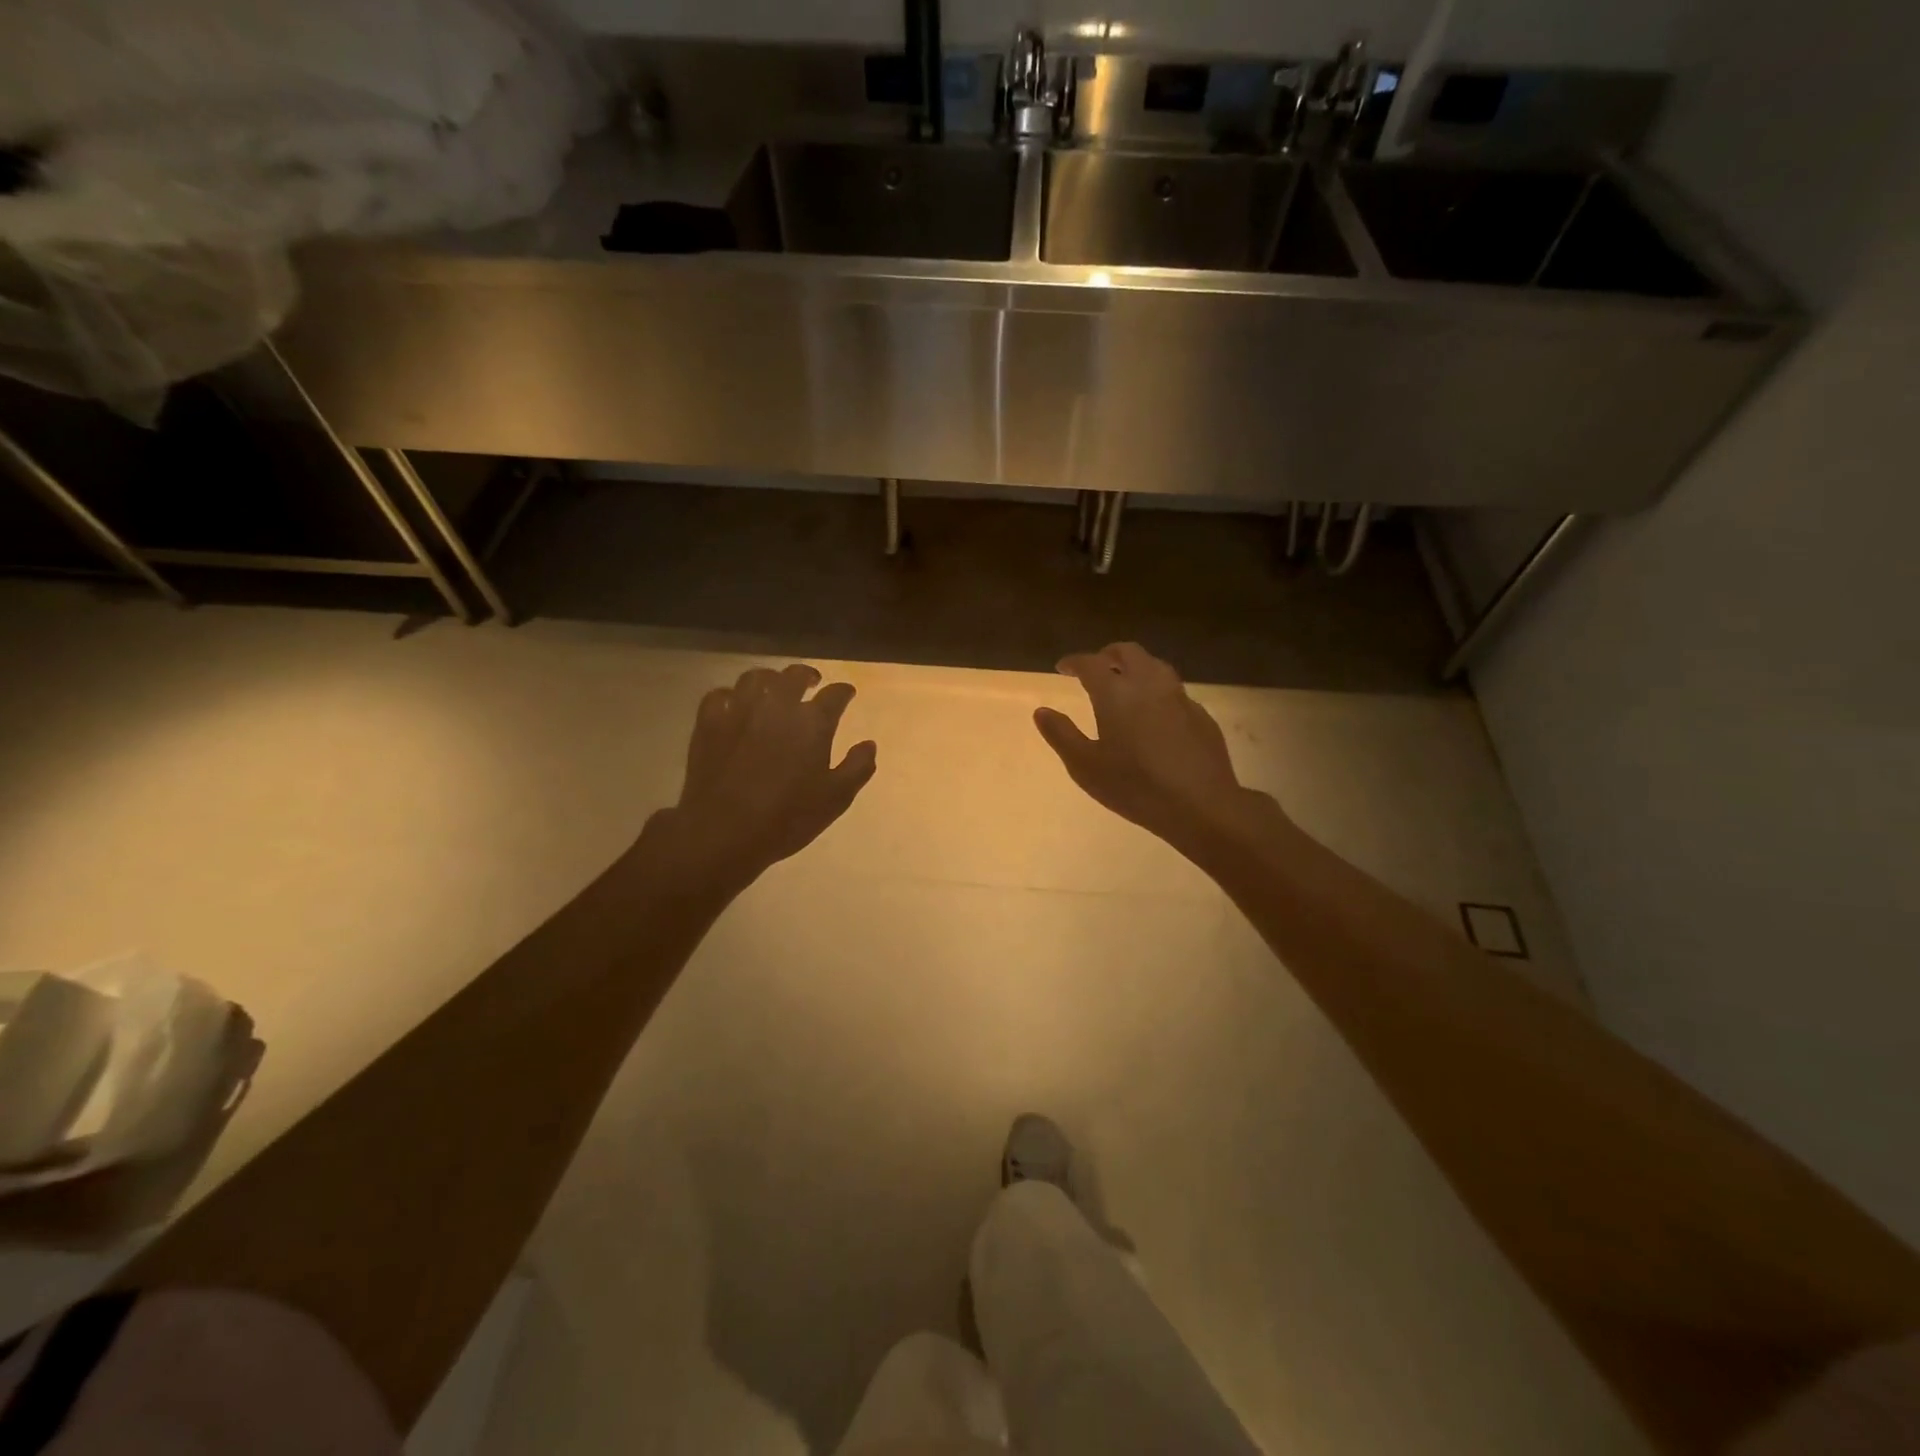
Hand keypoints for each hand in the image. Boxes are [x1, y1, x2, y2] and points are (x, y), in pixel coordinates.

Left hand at [649, 663, 876, 894]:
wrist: (724, 831)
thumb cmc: (787, 817)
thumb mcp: (836, 798)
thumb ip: (857, 767)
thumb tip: (869, 744)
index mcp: (813, 721)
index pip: (835, 694)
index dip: (844, 692)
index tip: (847, 694)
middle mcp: (777, 705)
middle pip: (794, 675)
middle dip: (807, 676)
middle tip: (812, 682)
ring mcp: (740, 710)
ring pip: (756, 678)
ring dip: (770, 679)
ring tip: (774, 688)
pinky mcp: (709, 722)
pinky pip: (720, 694)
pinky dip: (732, 695)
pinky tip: (735, 705)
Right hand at [1034, 643, 1271, 856]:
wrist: (1200, 804)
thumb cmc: (1135, 786)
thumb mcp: (1085, 766)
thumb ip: (1061, 735)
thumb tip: (1041, 711)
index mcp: (1116, 692)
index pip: (1091, 663)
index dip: (1074, 661)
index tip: (1063, 667)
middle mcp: (1149, 684)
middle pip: (1128, 652)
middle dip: (1107, 655)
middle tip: (1095, 667)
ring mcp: (1179, 697)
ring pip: (1155, 666)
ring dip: (1135, 667)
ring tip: (1125, 684)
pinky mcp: (1200, 715)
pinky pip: (1174, 691)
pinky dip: (1157, 692)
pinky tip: (1154, 714)